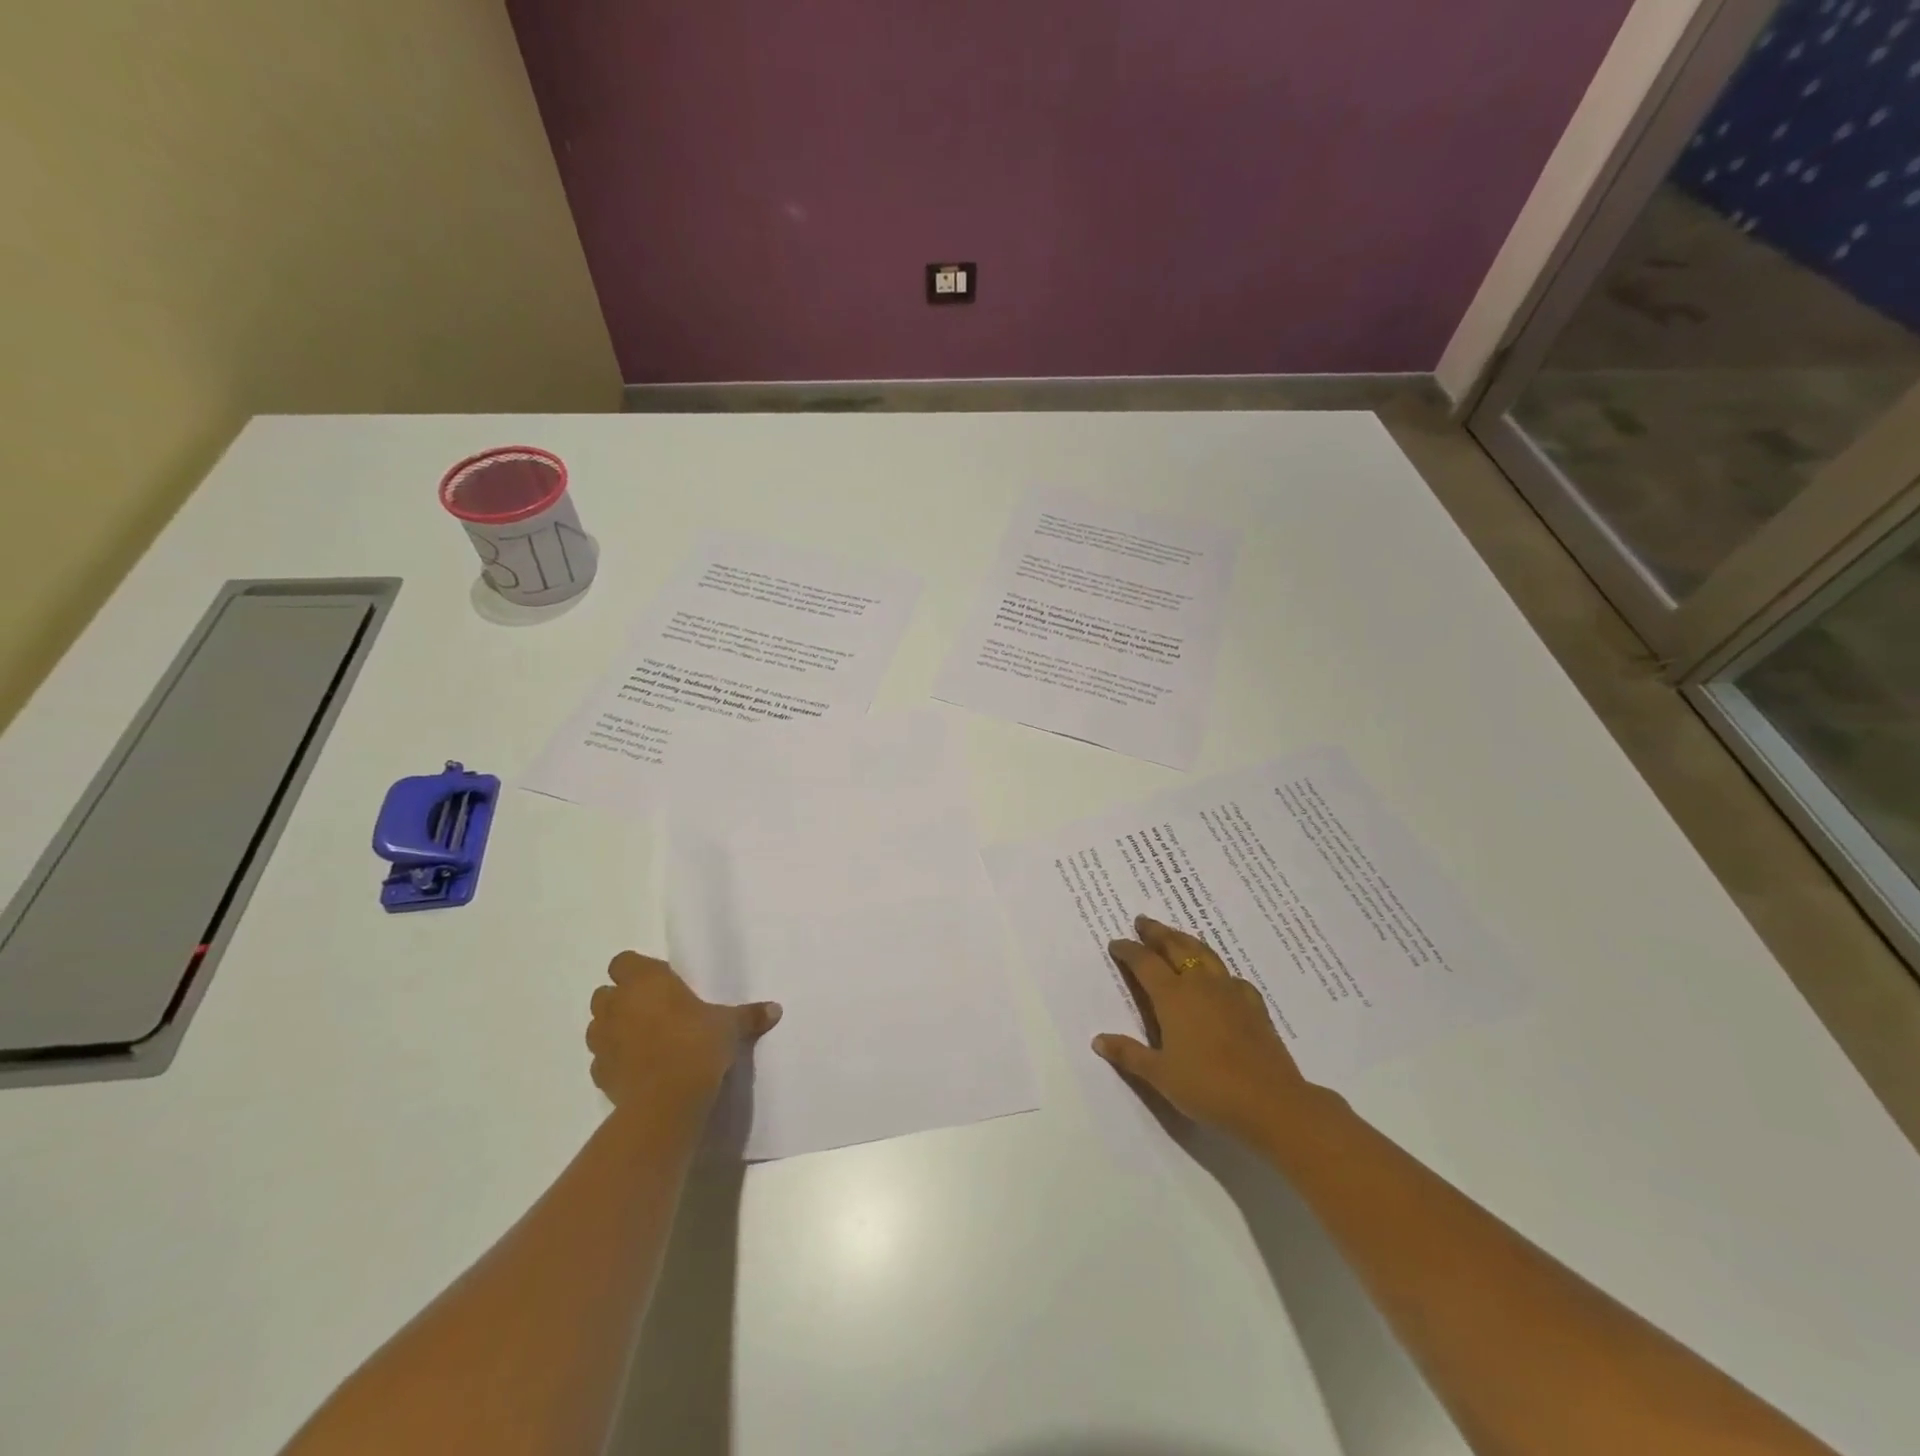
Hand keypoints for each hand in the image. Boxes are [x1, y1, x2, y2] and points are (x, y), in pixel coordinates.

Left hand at [586, 952, 781, 1110]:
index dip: (638, 970)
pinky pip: (601, 1059)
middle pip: (606, 992)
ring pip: (598, 1025)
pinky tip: (637, 1069)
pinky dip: (614, 1060)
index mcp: (645, 981)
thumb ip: (749, 1015)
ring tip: (643, 1039)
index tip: (662, 983)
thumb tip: (776, 1009)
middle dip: (623, 999)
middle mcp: (618, 1004)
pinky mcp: (599, 1073)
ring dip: (614, 1028)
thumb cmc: (697, 1044)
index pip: (624, 961)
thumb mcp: (730, 1026)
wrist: (667, 1100)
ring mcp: (603, 1040)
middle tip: (654, 1010)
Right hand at [1094, 916, 1326, 1143]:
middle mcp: (1200, 984)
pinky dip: (1217, 969)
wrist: (1270, 1102)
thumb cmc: (1208, 1087)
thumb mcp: (1160, 1075)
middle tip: (1143, 921)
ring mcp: (1230, 991)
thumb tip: (1098, 1040)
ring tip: (1176, 936)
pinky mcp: (1253, 1005)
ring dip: (1185, 940)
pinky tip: (1219, 978)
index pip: (1144, 962)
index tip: (1115, 943)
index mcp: (1172, 996)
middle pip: (1176, 946)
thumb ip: (1129, 1055)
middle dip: (1157, 932)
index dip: (1128, 950)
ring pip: (1204, 953)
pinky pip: (1230, 976)